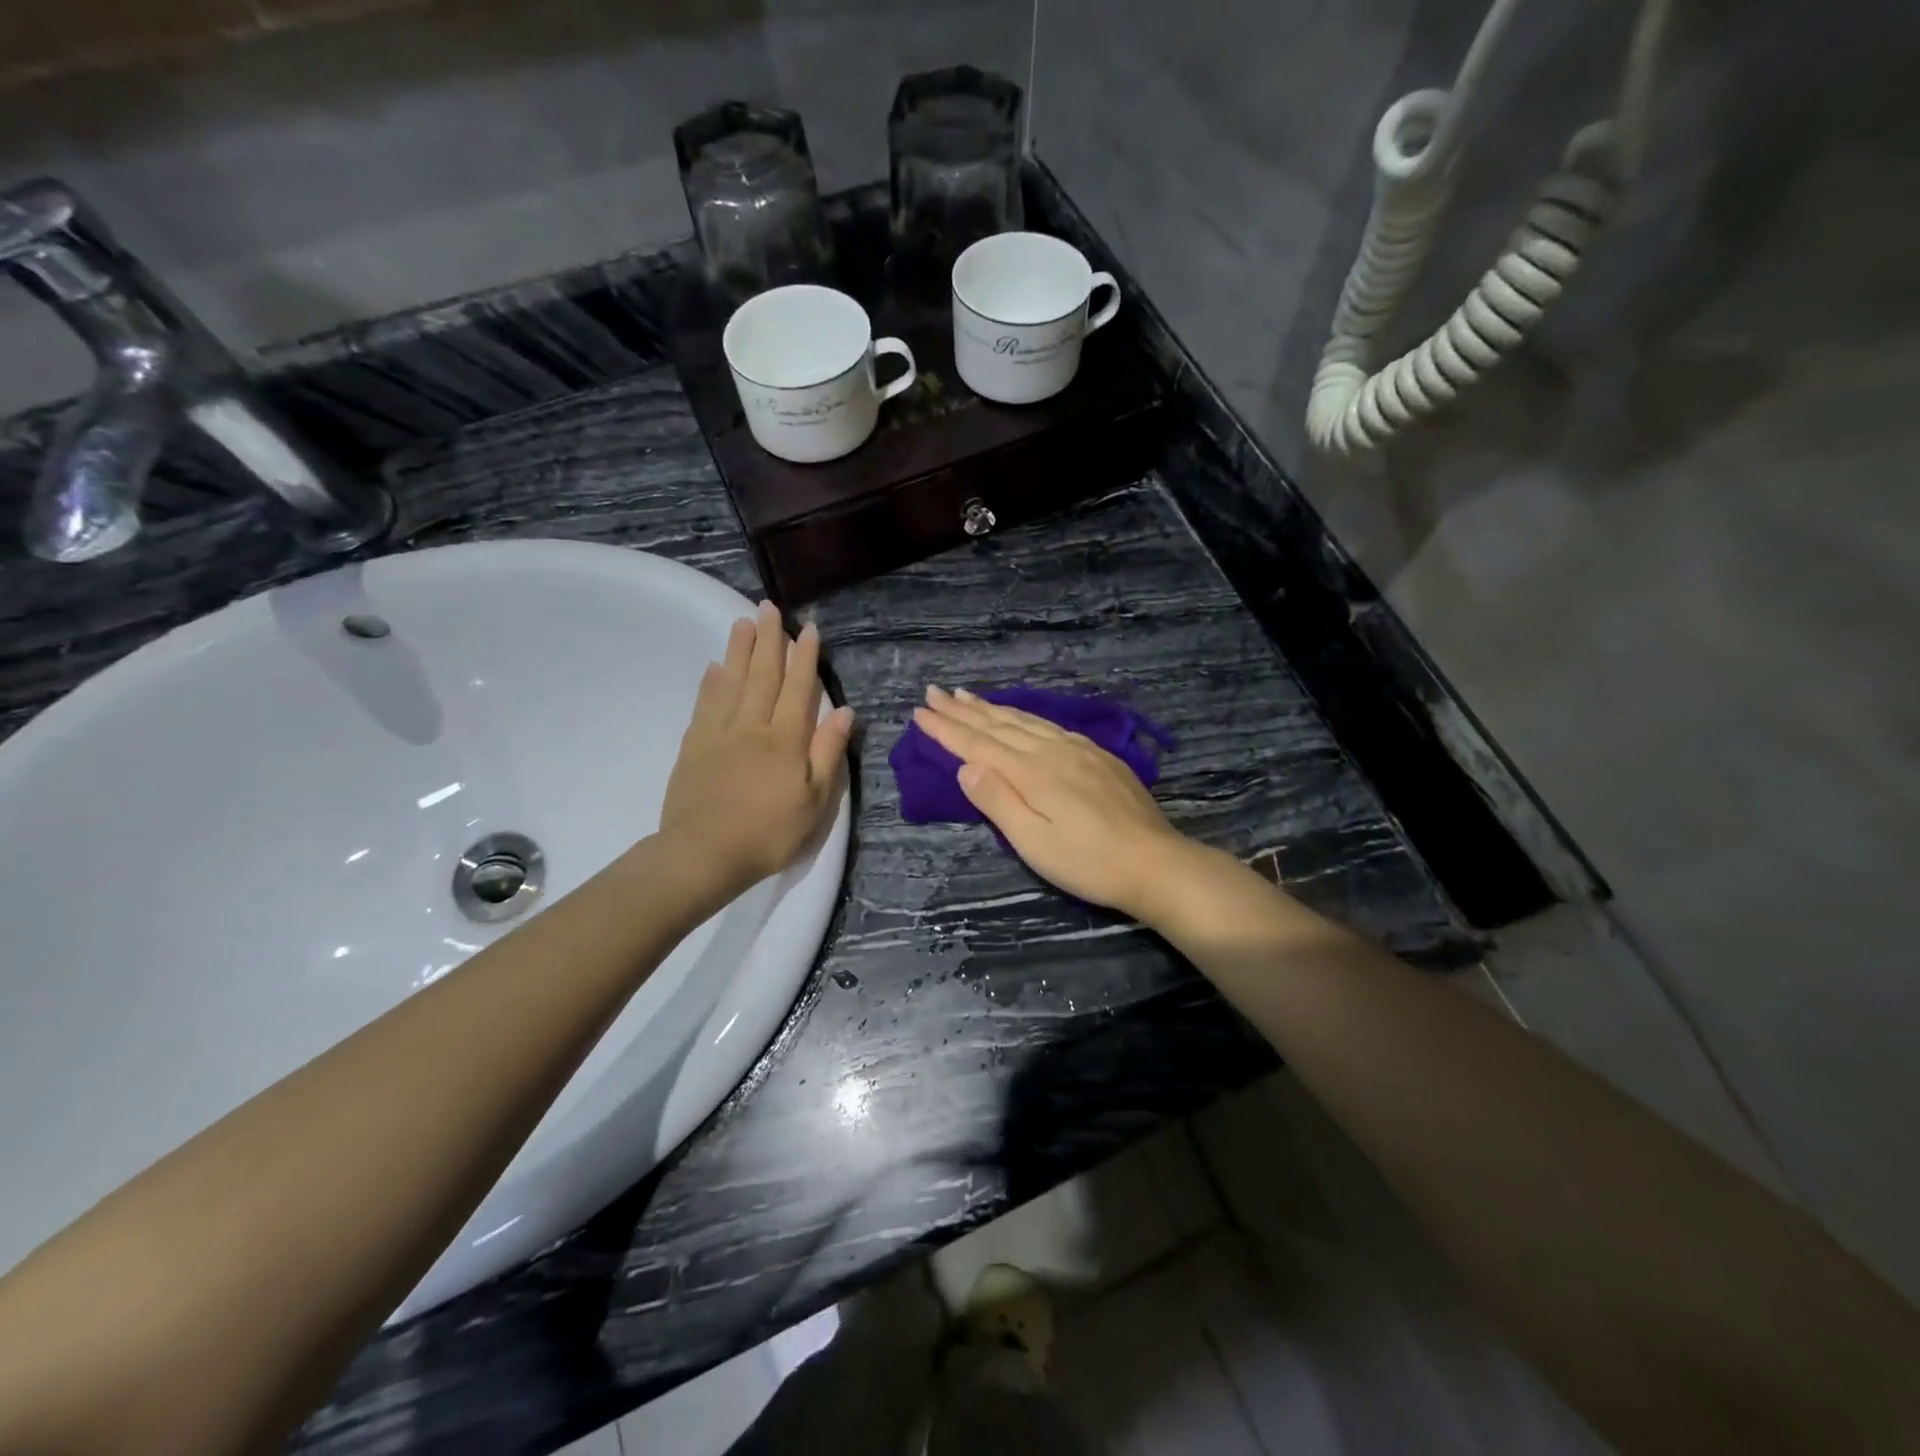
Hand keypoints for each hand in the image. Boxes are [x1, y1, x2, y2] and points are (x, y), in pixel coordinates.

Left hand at [660, 602, 853, 896]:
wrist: (704, 854)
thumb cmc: (769, 833)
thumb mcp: (815, 801)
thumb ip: (828, 753)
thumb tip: (844, 711)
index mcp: (786, 739)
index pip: (798, 688)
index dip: (804, 657)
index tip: (807, 629)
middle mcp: (753, 726)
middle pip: (762, 674)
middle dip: (768, 639)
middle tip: (768, 607)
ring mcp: (719, 733)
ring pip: (731, 681)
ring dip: (739, 650)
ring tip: (742, 622)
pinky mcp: (694, 746)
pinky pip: (705, 704)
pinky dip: (711, 682)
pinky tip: (714, 667)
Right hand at [911, 686, 1194, 918]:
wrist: (1155, 862)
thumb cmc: (1088, 862)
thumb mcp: (1034, 843)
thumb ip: (998, 801)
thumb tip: (965, 766)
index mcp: (1031, 772)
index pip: (978, 744)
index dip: (946, 729)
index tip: (919, 712)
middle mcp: (1052, 750)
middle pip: (999, 724)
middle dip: (962, 709)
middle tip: (933, 692)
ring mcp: (1078, 749)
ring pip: (1025, 720)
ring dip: (991, 706)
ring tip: (966, 695)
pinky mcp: (1098, 755)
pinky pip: (1049, 724)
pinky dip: (1024, 715)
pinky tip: (1021, 715)